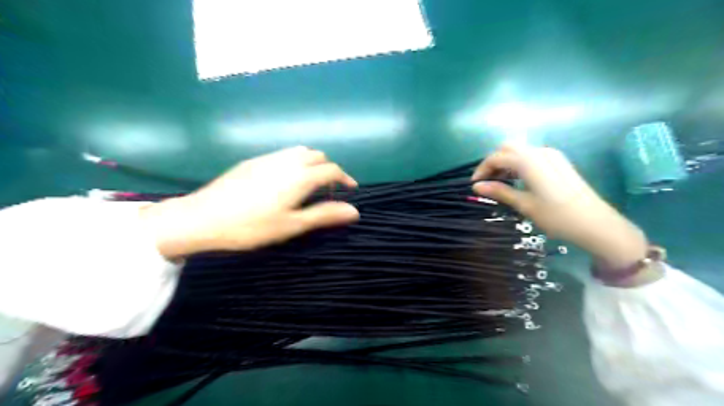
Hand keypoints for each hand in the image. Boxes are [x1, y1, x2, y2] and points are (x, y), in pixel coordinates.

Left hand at [144, 148, 362, 258]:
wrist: (203, 218)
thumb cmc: (252, 226)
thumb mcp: (292, 225)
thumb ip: (324, 215)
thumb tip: (354, 211)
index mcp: (300, 177)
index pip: (332, 170)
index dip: (345, 178)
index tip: (350, 189)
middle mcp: (287, 161)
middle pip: (318, 156)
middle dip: (329, 169)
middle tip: (327, 190)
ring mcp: (268, 158)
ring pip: (300, 151)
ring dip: (312, 163)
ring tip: (308, 183)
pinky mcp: (252, 161)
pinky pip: (282, 154)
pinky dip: (295, 161)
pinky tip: (284, 180)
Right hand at [473, 144, 647, 270]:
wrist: (595, 224)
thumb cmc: (556, 216)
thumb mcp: (524, 205)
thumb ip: (499, 191)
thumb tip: (476, 186)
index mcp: (529, 161)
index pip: (497, 157)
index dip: (482, 169)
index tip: (474, 185)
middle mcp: (539, 152)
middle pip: (507, 147)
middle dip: (493, 162)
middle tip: (487, 181)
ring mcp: (551, 155)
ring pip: (519, 150)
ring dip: (505, 162)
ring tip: (499, 183)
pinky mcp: (558, 162)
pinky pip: (531, 156)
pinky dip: (518, 163)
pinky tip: (517, 180)